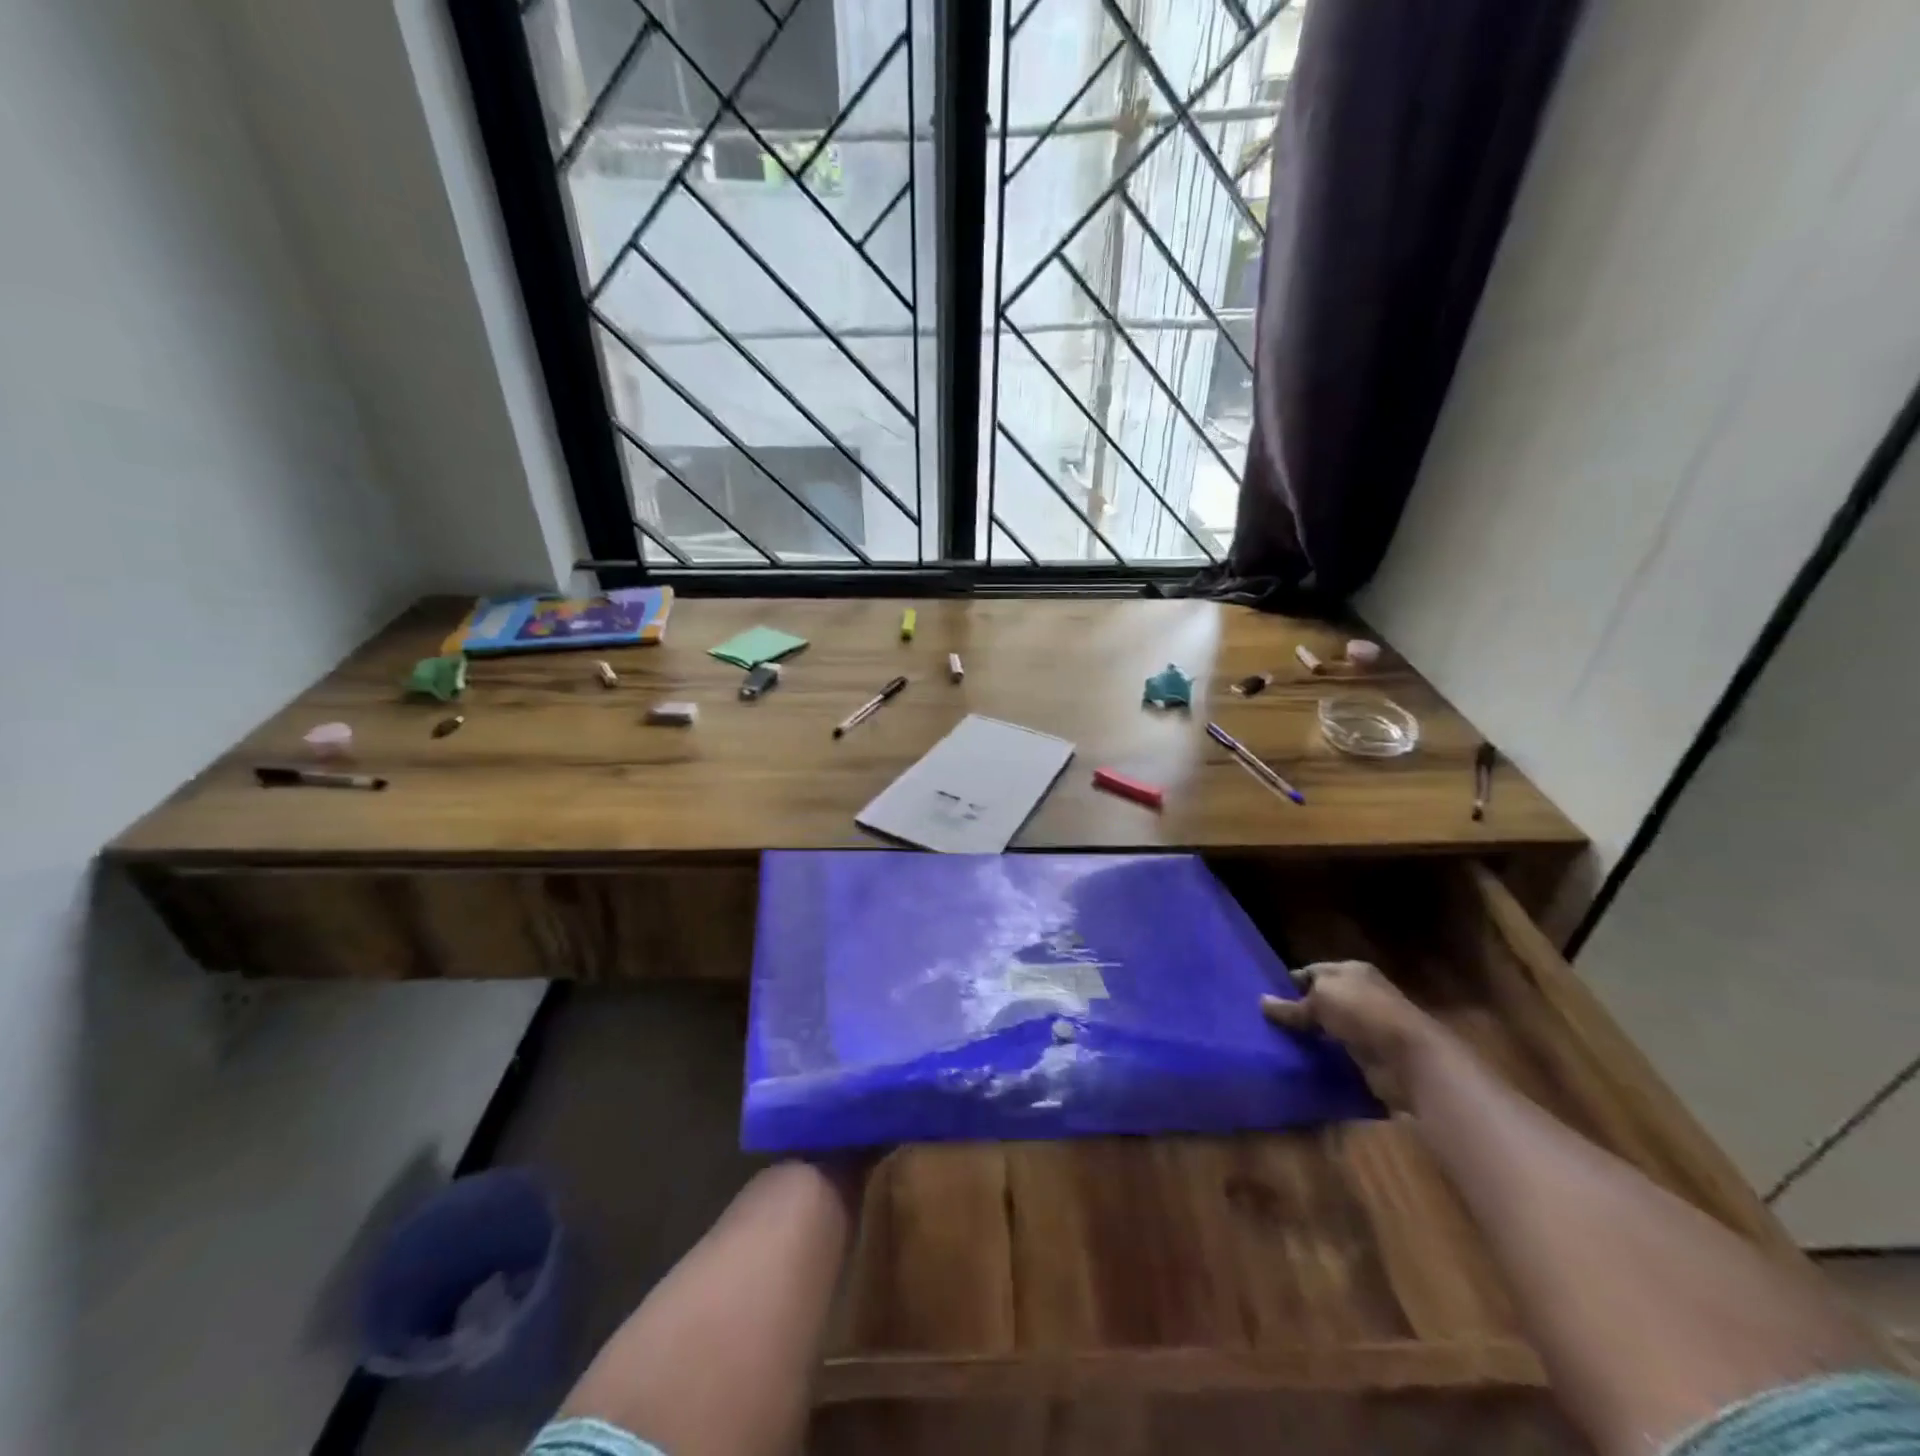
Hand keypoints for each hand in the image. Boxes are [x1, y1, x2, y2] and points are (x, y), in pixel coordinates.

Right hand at [1261, 960, 1437, 1107]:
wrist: (1411, 1060)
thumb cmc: (1364, 1014)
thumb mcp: (1320, 1000)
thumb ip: (1291, 1005)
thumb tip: (1261, 1002)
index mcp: (1352, 971)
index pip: (1312, 971)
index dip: (1290, 983)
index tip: (1267, 997)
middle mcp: (1361, 994)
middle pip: (1321, 999)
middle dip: (1299, 1010)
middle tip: (1268, 1023)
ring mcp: (1368, 1025)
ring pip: (1329, 1026)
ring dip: (1311, 1035)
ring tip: (1279, 1042)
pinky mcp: (1371, 1054)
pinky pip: (1339, 1051)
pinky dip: (1324, 1056)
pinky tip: (1303, 1060)